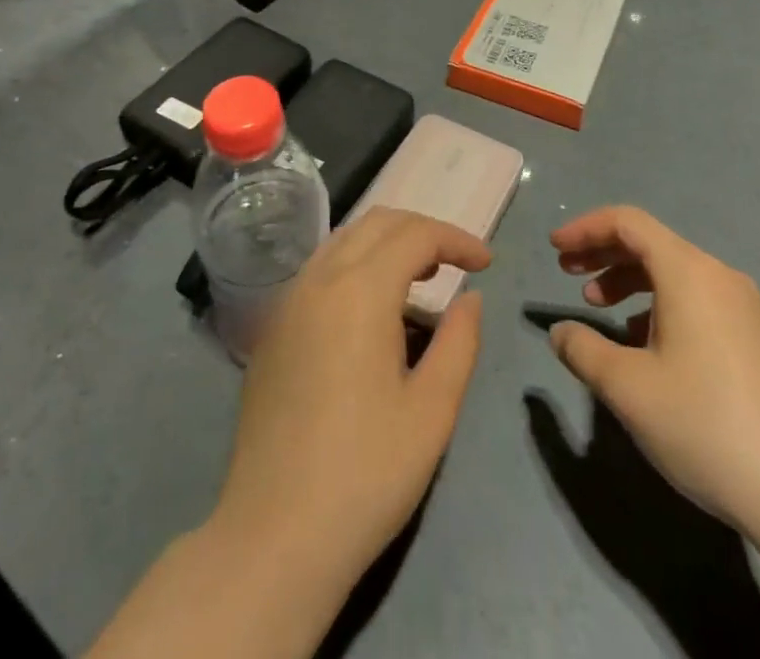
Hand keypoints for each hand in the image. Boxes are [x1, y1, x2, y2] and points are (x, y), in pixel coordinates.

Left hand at [211, 208, 491, 599]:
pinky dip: (356, 265)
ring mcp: (288, 301)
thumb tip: (470, 298)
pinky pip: (321, 269)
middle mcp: (319, 279)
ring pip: (344, 240)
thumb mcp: (432, 411)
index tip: (486, 264)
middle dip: (423, 231)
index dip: (456, 239)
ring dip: (387, 244)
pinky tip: (372, 309)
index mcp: (360, 290)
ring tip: (421, 280)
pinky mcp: (272, 328)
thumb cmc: (365, 474)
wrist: (274, 536)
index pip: (415, 235)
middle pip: (377, 223)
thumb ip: (459, 341)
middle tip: (457, 264)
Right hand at [546, 205, 759, 532]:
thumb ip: (583, 350)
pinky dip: (661, 305)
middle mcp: (719, 276)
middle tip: (568, 274)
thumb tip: (561, 332)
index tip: (554, 249)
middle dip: (604, 253)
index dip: (586, 228)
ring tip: (600, 308)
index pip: (628, 223)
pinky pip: (698, 300)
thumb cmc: (704, 424)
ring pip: (676, 273)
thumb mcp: (627, 388)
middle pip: (652, 243)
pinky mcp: (759, 338)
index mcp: (689, 272)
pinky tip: (646, 344)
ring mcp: (746, 307)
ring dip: (631, 281)